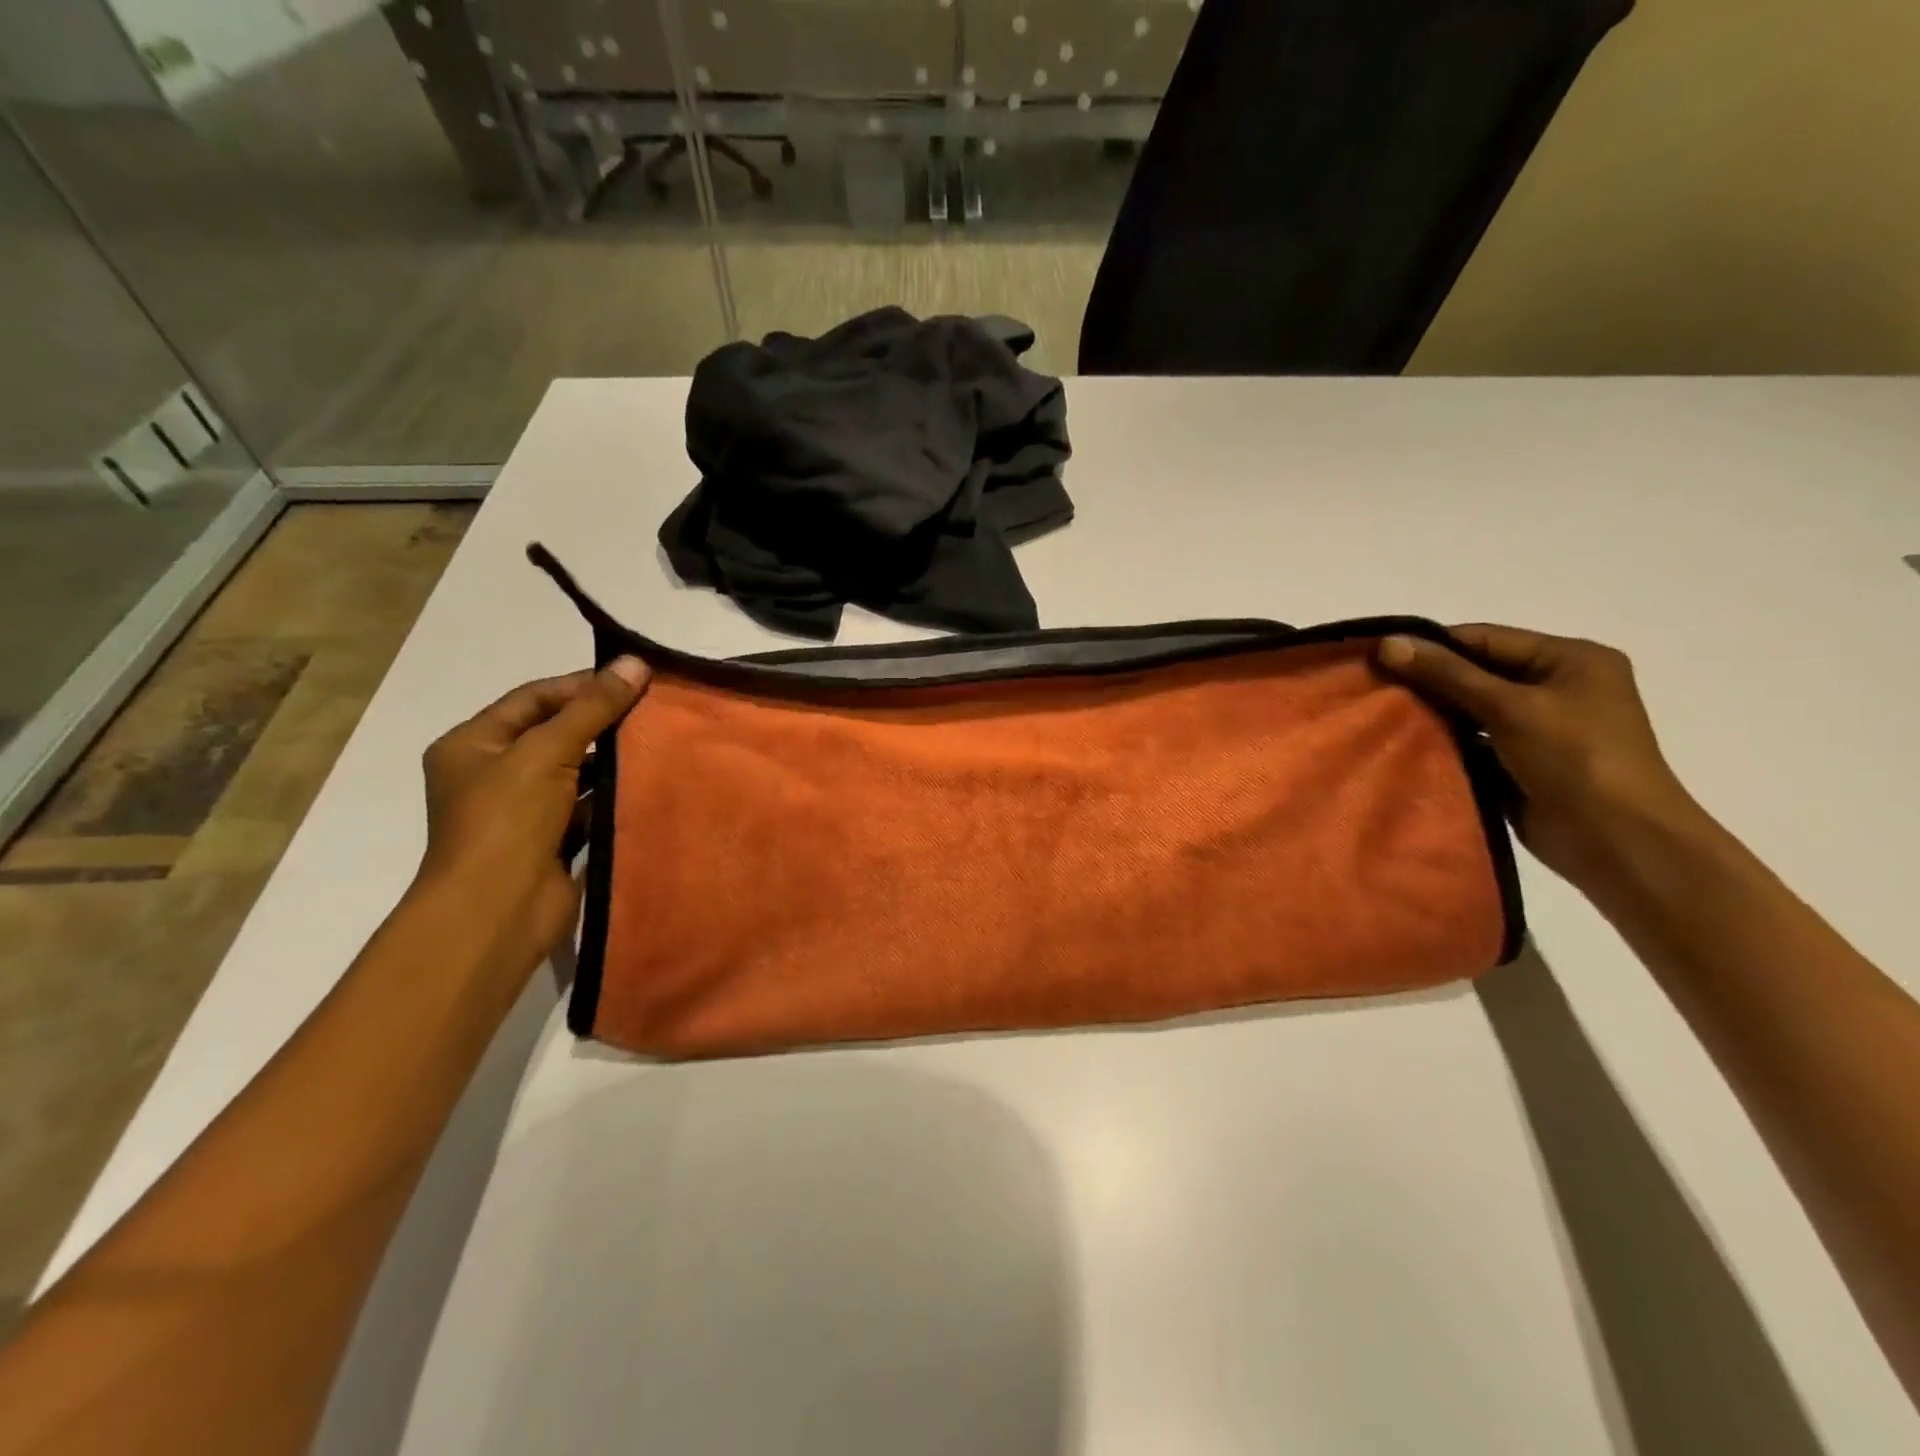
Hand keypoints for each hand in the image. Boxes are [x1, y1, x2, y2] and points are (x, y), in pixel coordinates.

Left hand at [414, 658, 649, 978]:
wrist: (497, 911)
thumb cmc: (507, 820)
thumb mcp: (547, 752)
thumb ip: (592, 708)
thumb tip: (635, 662)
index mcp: (473, 744)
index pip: (533, 699)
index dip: (581, 685)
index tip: (633, 678)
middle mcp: (494, 773)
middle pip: (556, 733)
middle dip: (603, 721)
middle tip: (654, 708)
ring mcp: (523, 811)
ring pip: (576, 771)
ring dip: (613, 759)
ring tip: (660, 741)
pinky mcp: (552, 841)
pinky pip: (589, 807)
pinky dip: (615, 795)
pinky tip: (650, 782)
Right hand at [1377, 625, 1706, 891]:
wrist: (1617, 841)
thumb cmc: (1575, 758)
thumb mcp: (1510, 706)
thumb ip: (1448, 674)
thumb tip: (1387, 643)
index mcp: (1571, 659)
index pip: (1486, 639)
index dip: (1433, 645)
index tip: (1378, 656)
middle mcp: (1557, 687)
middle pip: (1477, 673)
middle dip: (1428, 681)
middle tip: (1373, 686)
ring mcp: (1540, 728)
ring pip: (1472, 710)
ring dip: (1433, 713)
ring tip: (1380, 715)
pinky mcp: (1521, 763)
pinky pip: (1473, 742)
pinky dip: (1444, 742)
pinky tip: (1405, 744)